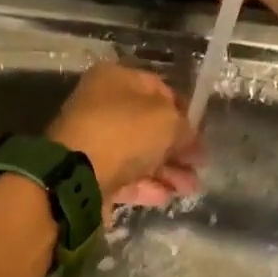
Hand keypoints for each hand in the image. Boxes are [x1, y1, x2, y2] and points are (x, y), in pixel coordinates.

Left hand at [47, 63, 204, 211]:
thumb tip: (188, 137)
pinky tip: (165, 196)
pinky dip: (145, 186)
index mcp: (114, 79)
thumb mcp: (167, 121)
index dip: (183, 110)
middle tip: (200, 164)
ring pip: (137, 154)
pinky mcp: (88, 172)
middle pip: (147, 125)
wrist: (76, 174)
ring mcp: (92, 141)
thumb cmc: (124, 132)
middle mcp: (100, 106)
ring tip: (190, 188)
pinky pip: (123, 176)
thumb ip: (184, 126)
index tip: (201, 132)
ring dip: (167, 170)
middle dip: (177, 147)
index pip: (158, 88)